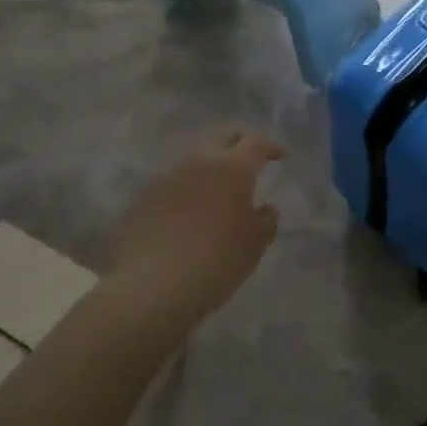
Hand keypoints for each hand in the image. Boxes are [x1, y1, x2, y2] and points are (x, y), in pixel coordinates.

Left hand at [107, 129, 282, 334]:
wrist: (150, 287)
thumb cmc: (215, 262)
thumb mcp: (254, 246)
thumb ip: (266, 221)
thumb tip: (264, 208)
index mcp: (233, 168)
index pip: (256, 143)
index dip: (271, 147)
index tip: (280, 156)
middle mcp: (200, 162)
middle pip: (223, 138)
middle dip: (240, 143)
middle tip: (250, 159)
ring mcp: (169, 176)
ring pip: (196, 158)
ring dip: (211, 166)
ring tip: (219, 188)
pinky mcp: (146, 196)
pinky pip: (175, 182)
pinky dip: (189, 188)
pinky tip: (190, 210)